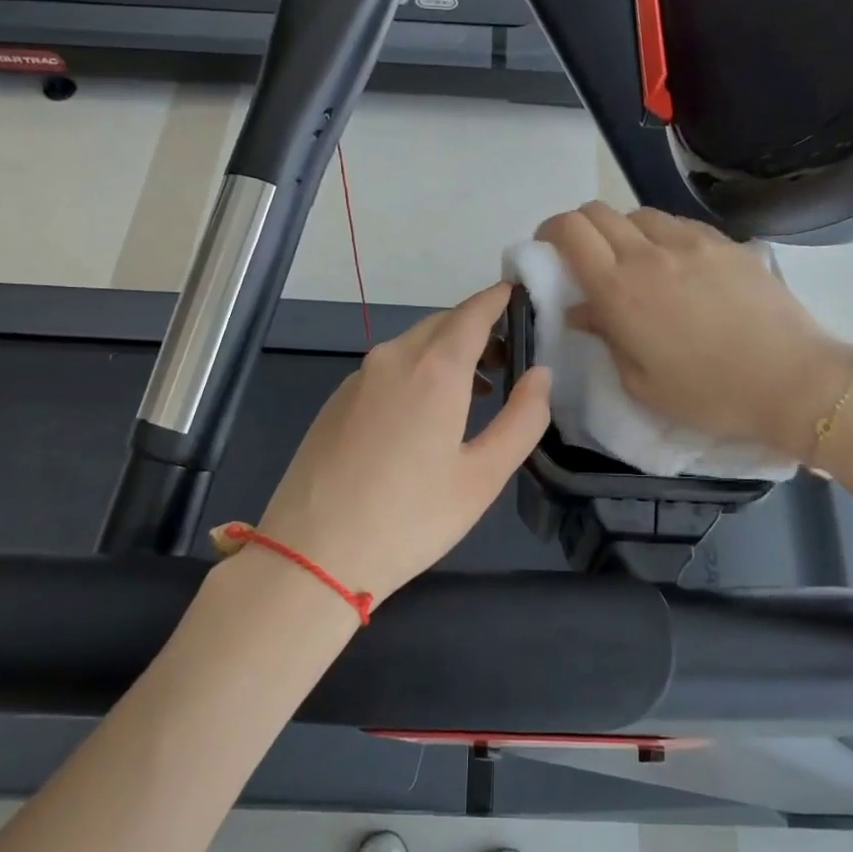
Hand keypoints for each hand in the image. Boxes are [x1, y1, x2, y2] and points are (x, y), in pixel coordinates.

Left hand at [256, 283, 550, 605]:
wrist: (311, 555)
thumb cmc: (410, 519)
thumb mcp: (483, 477)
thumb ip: (522, 419)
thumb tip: (541, 374)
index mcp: (434, 369)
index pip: (474, 312)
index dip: (500, 299)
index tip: (522, 296)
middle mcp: (392, 359)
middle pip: (442, 324)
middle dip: (478, 329)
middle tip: (510, 357)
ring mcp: (357, 378)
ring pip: (412, 345)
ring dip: (448, 352)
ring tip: (477, 389)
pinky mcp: (336, 401)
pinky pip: (387, 368)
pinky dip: (417, 371)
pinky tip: (425, 413)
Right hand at [535, 202, 852, 460]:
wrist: (790, 381)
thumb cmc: (706, 395)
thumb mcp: (640, 382)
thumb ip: (605, 336)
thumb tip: (580, 310)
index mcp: (619, 290)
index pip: (569, 231)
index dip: (549, 233)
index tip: (547, 251)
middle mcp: (649, 253)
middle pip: (597, 212)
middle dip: (579, 228)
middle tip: (583, 258)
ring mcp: (691, 242)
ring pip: (638, 213)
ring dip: (622, 231)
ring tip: (633, 263)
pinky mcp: (725, 242)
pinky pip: (677, 224)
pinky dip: (660, 235)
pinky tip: (675, 265)